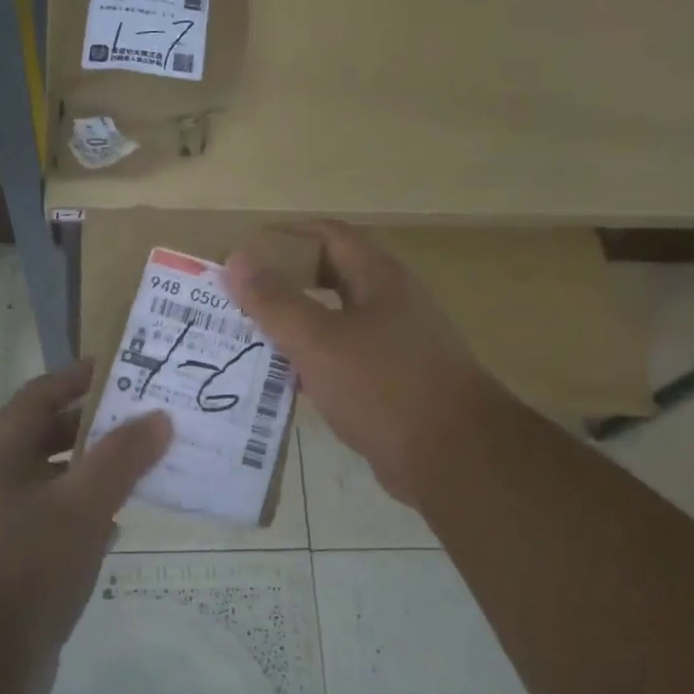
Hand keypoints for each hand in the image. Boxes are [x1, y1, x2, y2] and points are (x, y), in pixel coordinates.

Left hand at [0, 363, 171, 693]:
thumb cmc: (24, 570)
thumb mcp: (81, 507)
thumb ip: (121, 459)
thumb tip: (159, 417)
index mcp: (1, 459)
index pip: (37, 397)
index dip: (75, 377)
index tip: (120, 370)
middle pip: (44, 438)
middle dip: (91, 426)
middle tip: (141, 420)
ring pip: (52, 485)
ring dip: (91, 473)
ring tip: (138, 470)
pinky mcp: (11, 571)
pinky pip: (53, 527)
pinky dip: (84, 518)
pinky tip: (115, 531)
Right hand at [227, 221, 504, 509]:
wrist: (456, 458)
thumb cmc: (385, 387)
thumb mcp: (319, 341)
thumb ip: (275, 301)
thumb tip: (237, 258)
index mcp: (378, 278)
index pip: (327, 235)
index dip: (283, 238)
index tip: (243, 254)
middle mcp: (389, 302)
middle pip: (329, 276)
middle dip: (283, 283)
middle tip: (239, 298)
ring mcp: (394, 344)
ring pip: (334, 321)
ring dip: (294, 325)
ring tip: (248, 336)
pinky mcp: (392, 382)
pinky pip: (342, 360)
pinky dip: (311, 362)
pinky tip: (281, 380)